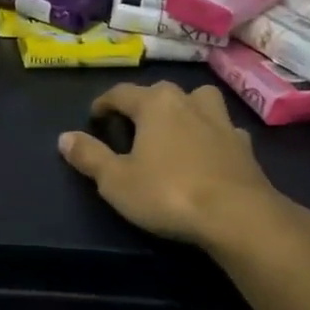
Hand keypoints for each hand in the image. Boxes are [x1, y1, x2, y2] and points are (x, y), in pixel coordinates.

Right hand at [57, 82, 300, 246]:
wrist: (238, 216)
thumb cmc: (168, 193)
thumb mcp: (116, 180)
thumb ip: (89, 156)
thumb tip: (64, 137)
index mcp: (155, 104)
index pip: (121, 93)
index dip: (104, 103)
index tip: (95, 117)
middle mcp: (189, 102)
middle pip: (161, 93)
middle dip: (144, 105)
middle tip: (131, 126)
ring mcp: (222, 122)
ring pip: (199, 102)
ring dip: (185, 110)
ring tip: (175, 129)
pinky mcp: (245, 146)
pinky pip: (222, 131)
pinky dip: (212, 136)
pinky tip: (207, 154)